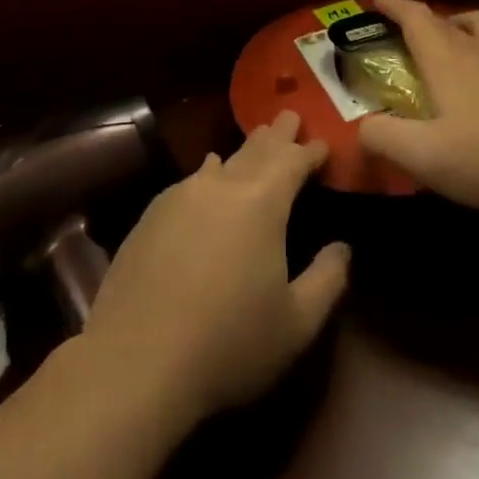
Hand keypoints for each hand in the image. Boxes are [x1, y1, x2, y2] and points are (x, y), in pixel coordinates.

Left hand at [84, 111, 349, 426]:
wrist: (135, 362)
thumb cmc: (229, 343)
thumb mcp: (296, 324)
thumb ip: (327, 279)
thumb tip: (343, 247)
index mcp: (262, 203)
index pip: (292, 161)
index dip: (310, 151)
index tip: (323, 142)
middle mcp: (221, 186)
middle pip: (256, 149)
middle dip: (278, 134)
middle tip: (290, 116)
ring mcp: (181, 196)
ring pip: (222, 161)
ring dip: (244, 151)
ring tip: (257, 140)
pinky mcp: (151, 215)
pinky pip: (191, 180)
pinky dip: (210, 172)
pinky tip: (209, 172)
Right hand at [357, 0, 478, 212]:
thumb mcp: (423, 155)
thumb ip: (384, 137)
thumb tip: (364, 126)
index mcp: (446, 58)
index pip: (414, 17)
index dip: (393, 6)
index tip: (376, 1)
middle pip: (449, 19)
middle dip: (426, 19)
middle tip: (412, 33)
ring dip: (469, 25)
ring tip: (460, 40)